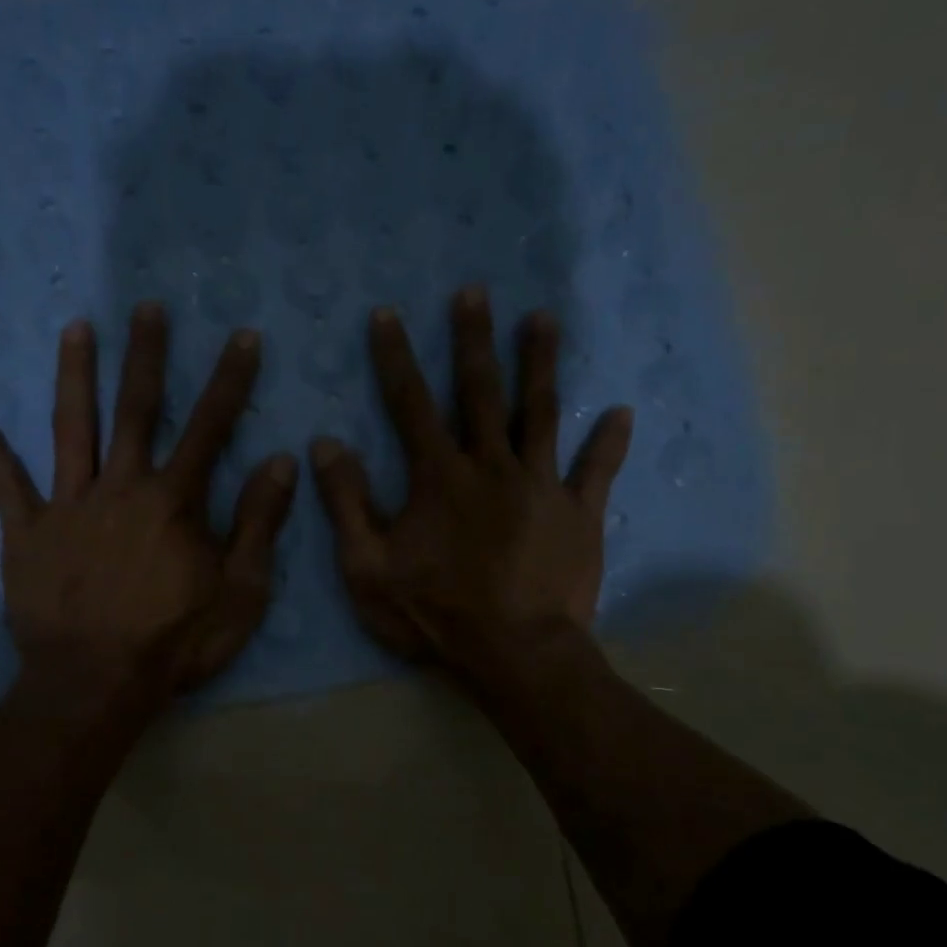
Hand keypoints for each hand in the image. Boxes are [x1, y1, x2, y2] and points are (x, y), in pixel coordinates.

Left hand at [0, 303, 296, 704]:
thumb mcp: (240, 591)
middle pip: (136, 409)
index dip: (230, 380)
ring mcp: (68, 506)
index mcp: (174, 501)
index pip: (210, 426)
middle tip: (147, 307)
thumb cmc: (176, 641)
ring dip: (75, 375)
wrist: (96, 685)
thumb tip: (282, 460)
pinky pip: (5, 485)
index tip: (242, 336)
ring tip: (76, 327)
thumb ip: (258, 522)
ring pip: (71, 428)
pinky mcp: (27, 533)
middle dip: (146, 355)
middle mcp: (121, 487)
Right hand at [310, 287, 632, 680]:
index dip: (395, 357)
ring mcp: (541, 486)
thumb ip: (346, 503)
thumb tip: (325, 444)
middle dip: (474, 339)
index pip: (410, 403)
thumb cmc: (435, 613)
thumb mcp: (367, 567)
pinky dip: (609, 442)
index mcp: (439, 476)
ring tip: (542, 318)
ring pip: (542, 413)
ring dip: (541, 364)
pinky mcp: (579, 513)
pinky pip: (597, 470)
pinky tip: (621, 412)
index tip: (387, 314)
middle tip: (474, 292)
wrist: (515, 655)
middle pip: (481, 392)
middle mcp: (492, 466)